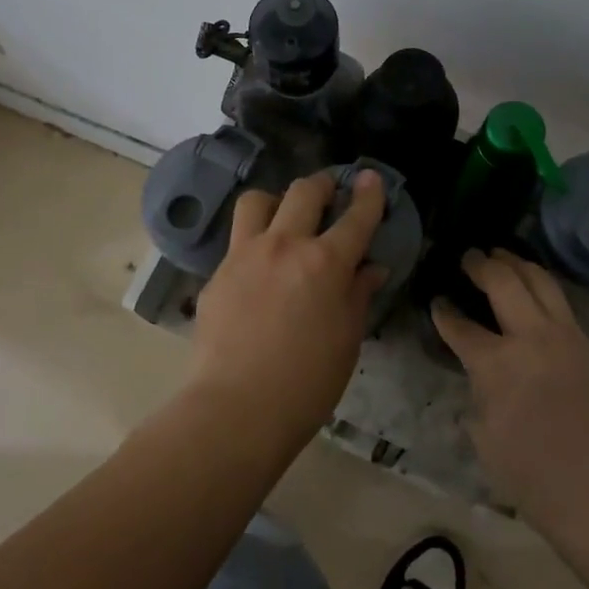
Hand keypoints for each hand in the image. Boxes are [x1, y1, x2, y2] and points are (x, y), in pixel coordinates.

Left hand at [188, 169, 386, 443]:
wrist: (236, 409)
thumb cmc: (306, 383)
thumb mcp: (347, 339)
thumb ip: (358, 295)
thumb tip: (370, 269)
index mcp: (325, 262)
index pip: (355, 216)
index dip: (368, 194)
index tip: (371, 178)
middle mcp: (284, 245)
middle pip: (304, 191)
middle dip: (323, 185)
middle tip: (330, 193)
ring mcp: (245, 255)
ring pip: (258, 200)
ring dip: (276, 201)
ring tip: (284, 218)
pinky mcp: (217, 273)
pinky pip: (237, 241)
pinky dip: (253, 243)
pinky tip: (258, 270)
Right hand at [433, 250, 588, 540]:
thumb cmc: (534, 479)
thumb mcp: (485, 437)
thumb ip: (478, 394)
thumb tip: (480, 375)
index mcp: (496, 363)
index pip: (460, 326)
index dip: (444, 312)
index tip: (437, 301)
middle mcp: (532, 337)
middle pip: (503, 281)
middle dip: (481, 264)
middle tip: (469, 257)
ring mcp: (567, 337)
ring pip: (540, 280)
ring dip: (517, 263)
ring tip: (502, 255)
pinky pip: (563, 306)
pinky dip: (543, 290)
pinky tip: (536, 295)